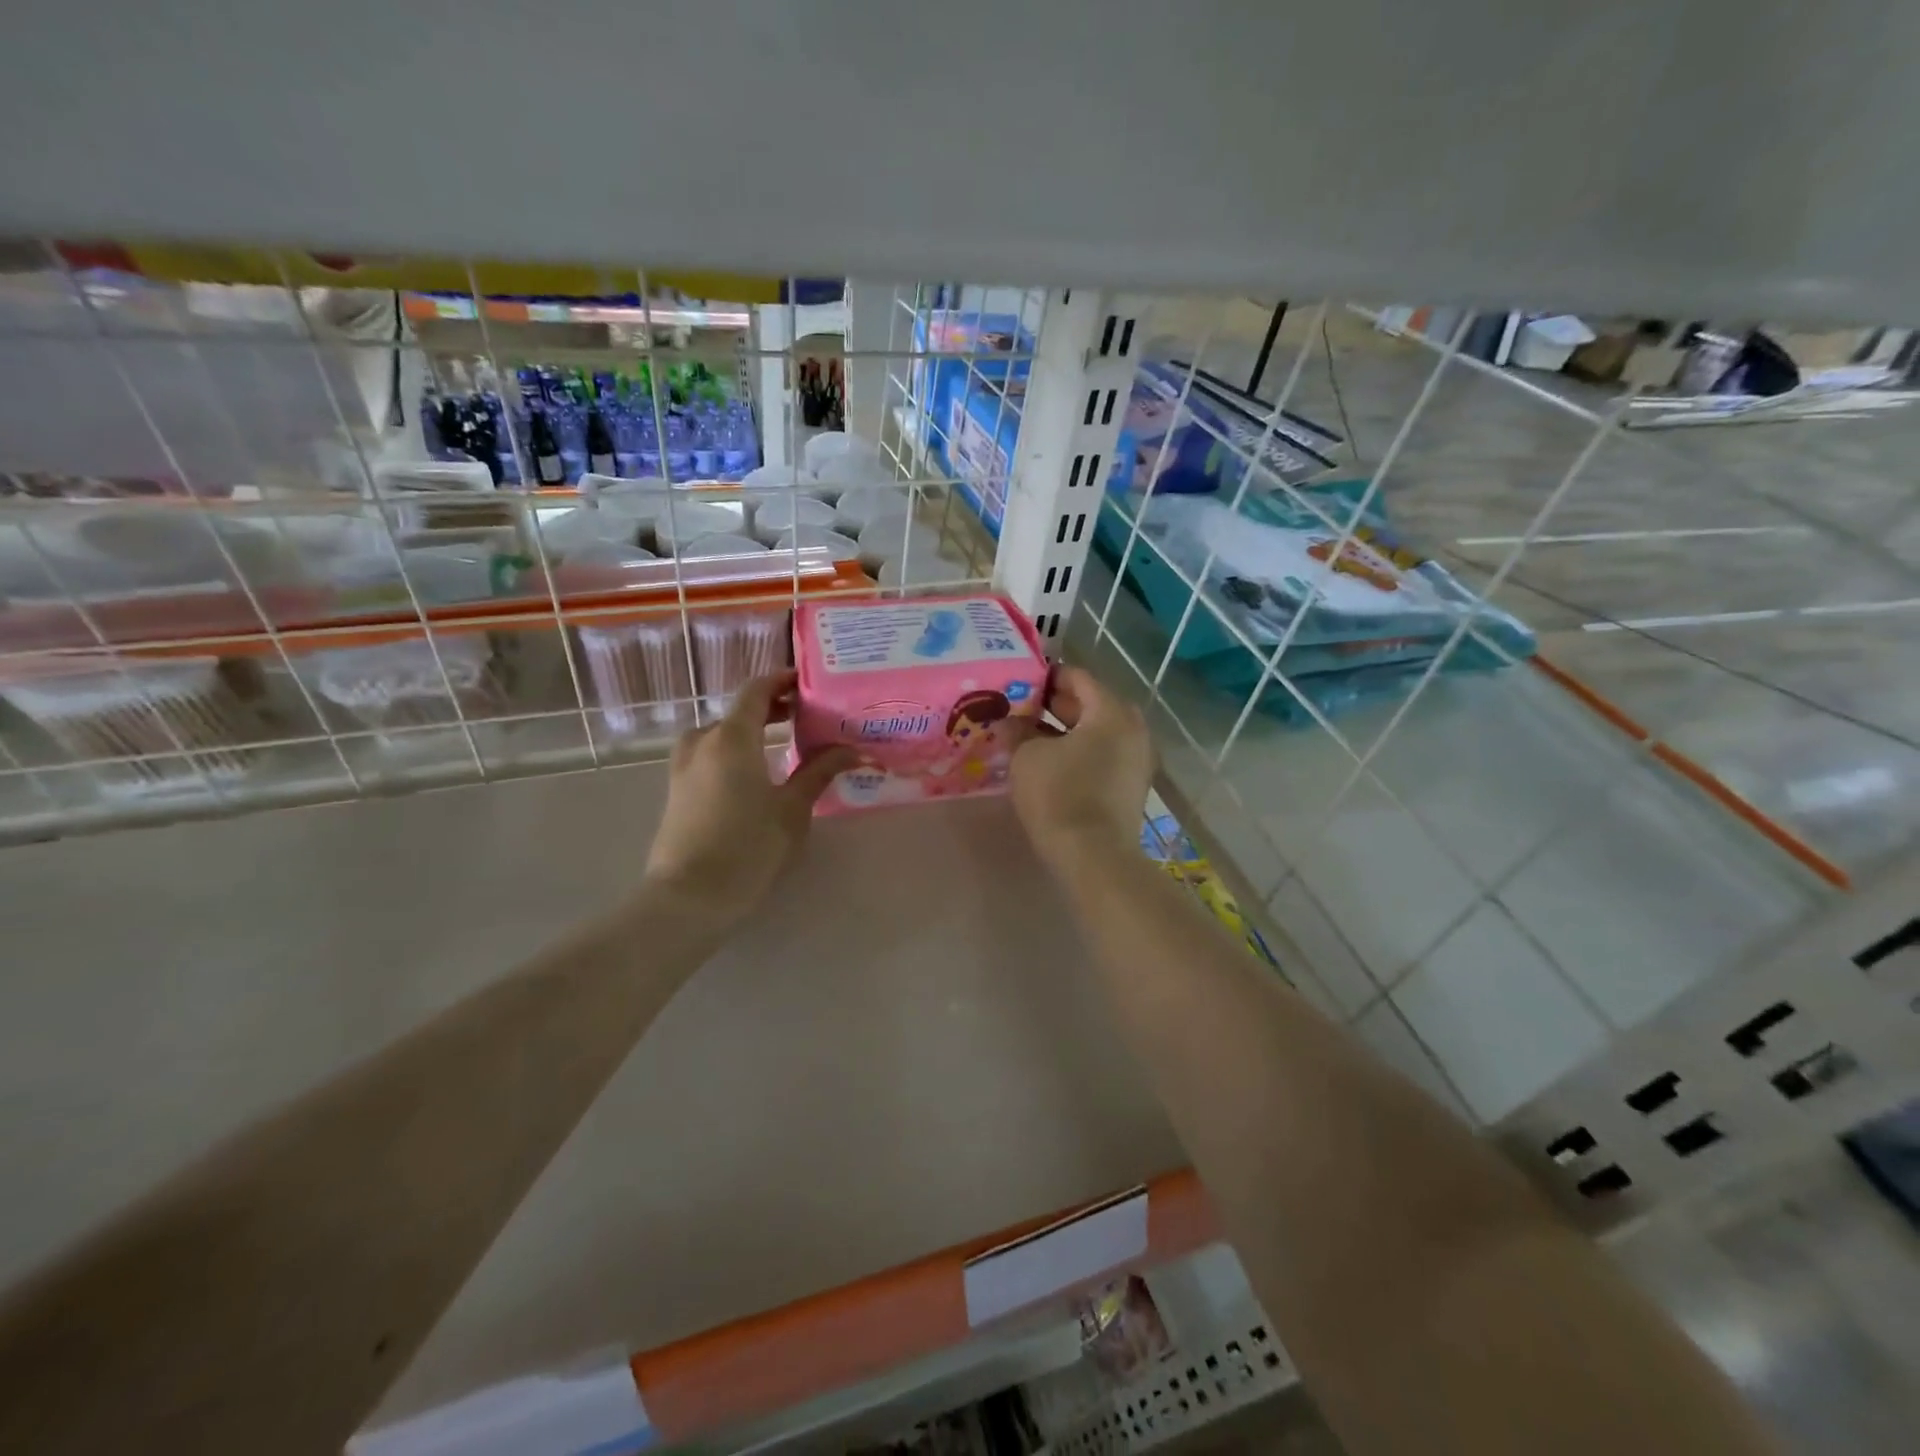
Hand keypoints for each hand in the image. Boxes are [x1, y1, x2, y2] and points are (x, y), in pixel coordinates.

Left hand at [644, 672, 857, 921]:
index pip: (756, 691)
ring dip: (749, 731)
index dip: (781, 680)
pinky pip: (708, 754)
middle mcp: (703, 741)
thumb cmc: (748, 847)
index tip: (807, 683)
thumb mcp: (792, 809)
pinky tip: (753, 773)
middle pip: (738, 711)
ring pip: (720, 734)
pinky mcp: (676, 790)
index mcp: (732, 737)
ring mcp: (683, 766)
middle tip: (805, 716)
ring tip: (780, 744)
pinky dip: (732, 750)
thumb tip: (855, 749)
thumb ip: (820, 772)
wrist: (689, 897)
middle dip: (771, 708)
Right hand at [1011, 665, 1153, 873]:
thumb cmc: (1059, 795)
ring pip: (1096, 732)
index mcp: (1111, 712)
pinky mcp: (1130, 786)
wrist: (1094, 857)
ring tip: (1028, 735)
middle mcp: (1132, 729)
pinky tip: (1048, 761)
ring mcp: (1136, 759)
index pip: (1078, 677)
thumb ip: (1017, 730)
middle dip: (1054, 704)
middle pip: (1090, 704)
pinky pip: (1102, 755)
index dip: (1046, 677)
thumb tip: (1008, 720)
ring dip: (1064, 730)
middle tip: (1020, 708)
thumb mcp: (1027, 757)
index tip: (1019, 682)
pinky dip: (1078, 751)